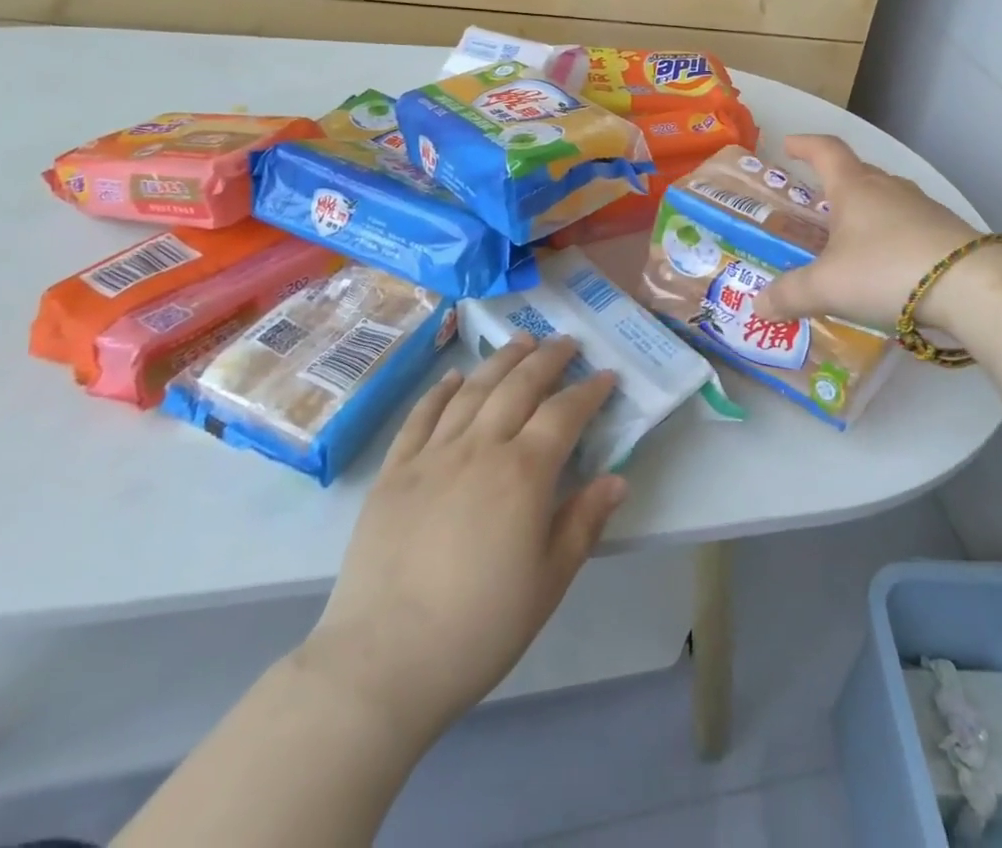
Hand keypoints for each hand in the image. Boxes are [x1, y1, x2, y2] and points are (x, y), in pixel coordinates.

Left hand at [299, 336, 624, 743]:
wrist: (384, 660)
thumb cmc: (480, 628)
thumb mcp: (548, 582)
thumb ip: (584, 522)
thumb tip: (617, 479)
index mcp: (523, 474)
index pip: (564, 414)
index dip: (589, 391)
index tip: (606, 375)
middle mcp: (480, 448)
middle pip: (519, 386)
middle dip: (547, 358)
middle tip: (566, 342)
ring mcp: (432, 455)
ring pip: (473, 390)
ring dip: (501, 360)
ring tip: (521, 340)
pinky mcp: (394, 471)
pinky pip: (421, 416)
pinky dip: (441, 390)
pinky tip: (455, 377)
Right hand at [753, 134, 980, 329]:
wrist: (971, 287)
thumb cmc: (886, 270)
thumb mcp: (827, 287)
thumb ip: (790, 295)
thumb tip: (757, 306)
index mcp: (854, 188)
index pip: (826, 150)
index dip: (805, 145)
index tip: (789, 145)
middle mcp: (889, 189)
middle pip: (858, 173)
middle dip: (835, 184)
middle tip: (817, 203)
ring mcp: (923, 208)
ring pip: (886, 199)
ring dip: (867, 211)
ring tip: (851, 238)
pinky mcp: (948, 232)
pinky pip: (909, 225)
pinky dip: (892, 237)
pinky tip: (889, 265)